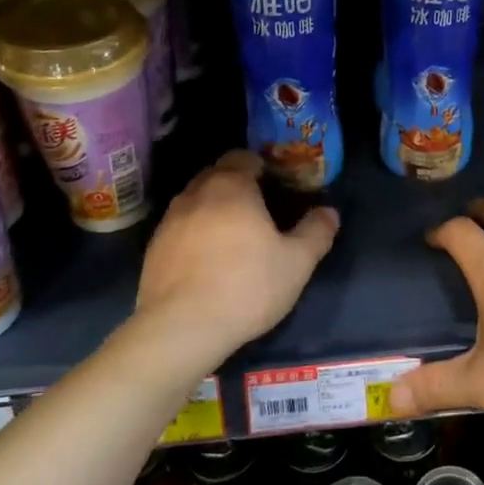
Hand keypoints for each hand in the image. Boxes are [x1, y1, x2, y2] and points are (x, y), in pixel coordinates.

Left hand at [131, 151, 338, 369]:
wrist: (181, 328)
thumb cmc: (246, 286)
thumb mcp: (297, 262)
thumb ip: (316, 232)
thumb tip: (329, 212)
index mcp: (231, 186)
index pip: (243, 156)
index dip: (261, 166)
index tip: (276, 185)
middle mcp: (195, 193)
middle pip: (217, 174)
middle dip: (237, 184)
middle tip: (260, 209)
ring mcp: (169, 220)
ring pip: (195, 200)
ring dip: (213, 208)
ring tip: (233, 236)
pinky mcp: (153, 248)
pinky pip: (180, 227)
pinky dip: (195, 233)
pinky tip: (208, 260)